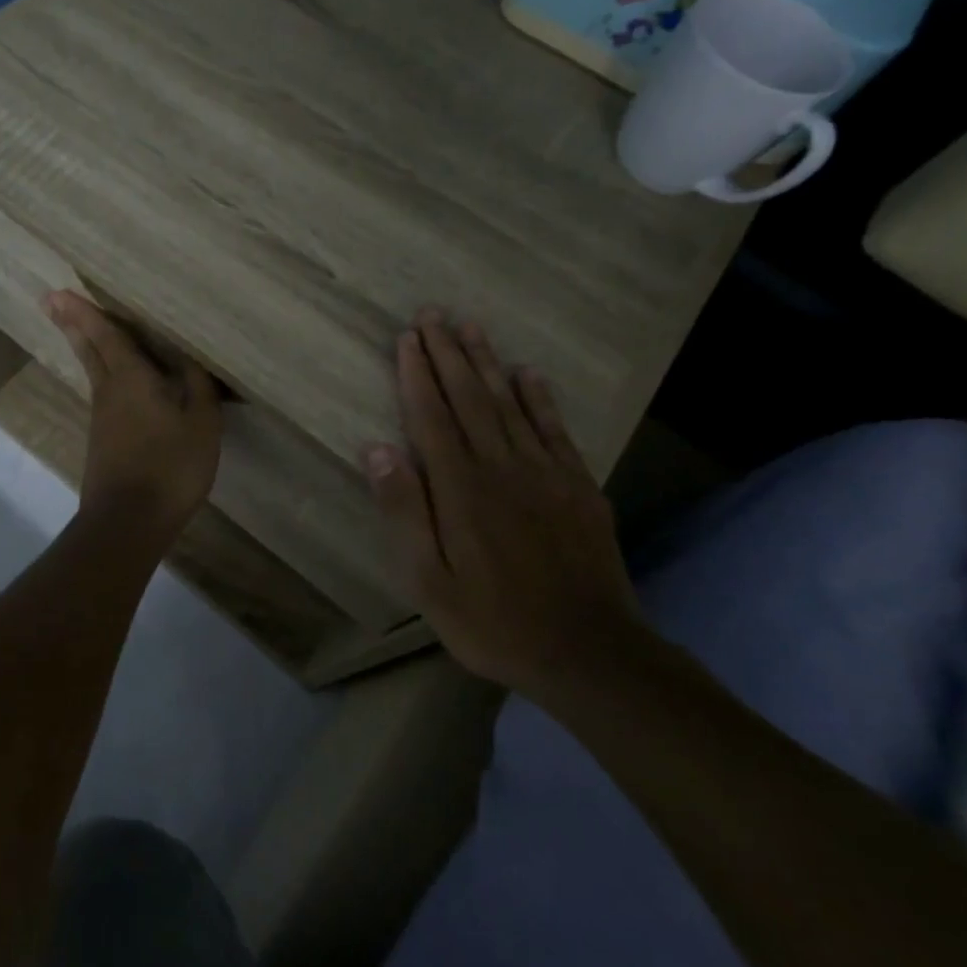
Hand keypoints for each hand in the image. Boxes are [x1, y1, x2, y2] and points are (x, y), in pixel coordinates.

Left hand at [45, 291, 221, 540]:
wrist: (129, 521)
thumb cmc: (170, 465)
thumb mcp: (200, 422)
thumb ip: (197, 386)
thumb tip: (188, 358)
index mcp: (131, 379)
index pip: (106, 336)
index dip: (85, 313)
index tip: (58, 293)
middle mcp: (109, 393)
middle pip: (89, 351)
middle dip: (73, 325)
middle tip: (52, 302)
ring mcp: (102, 420)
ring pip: (94, 373)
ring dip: (86, 348)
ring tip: (82, 331)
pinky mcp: (103, 443)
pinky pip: (104, 396)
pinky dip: (104, 377)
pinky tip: (116, 385)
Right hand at [365, 308, 642, 697]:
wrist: (589, 652)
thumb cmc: (494, 621)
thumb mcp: (429, 581)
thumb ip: (404, 511)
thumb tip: (377, 448)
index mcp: (461, 488)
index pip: (432, 416)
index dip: (417, 374)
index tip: (407, 338)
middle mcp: (502, 466)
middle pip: (470, 397)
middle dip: (448, 353)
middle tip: (433, 314)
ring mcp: (545, 472)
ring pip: (510, 403)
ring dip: (487, 362)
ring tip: (471, 327)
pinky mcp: (578, 485)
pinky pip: (554, 428)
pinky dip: (539, 397)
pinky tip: (528, 373)